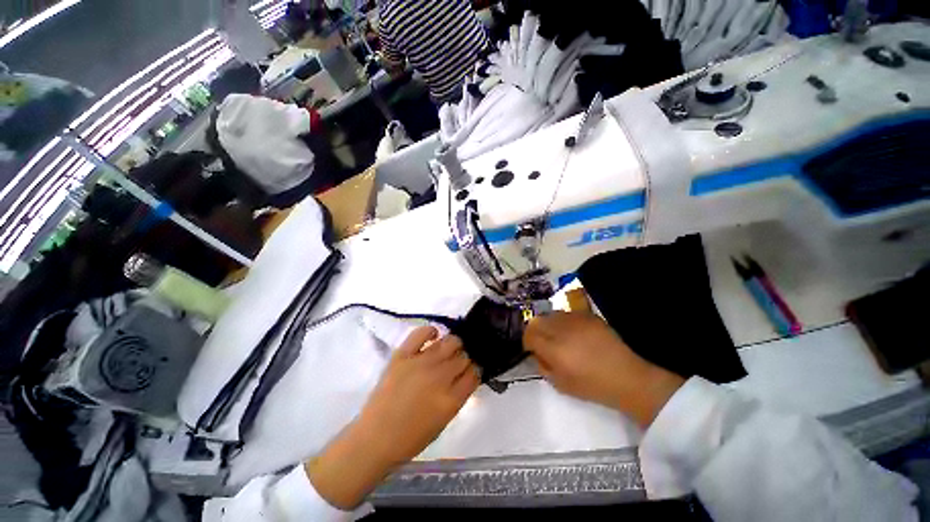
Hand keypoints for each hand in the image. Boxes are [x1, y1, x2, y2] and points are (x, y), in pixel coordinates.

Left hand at [306, 327, 479, 508]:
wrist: (374, 439)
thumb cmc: (411, 437)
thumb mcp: (444, 421)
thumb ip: (458, 395)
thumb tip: (466, 374)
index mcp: (451, 399)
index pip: (474, 372)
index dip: (476, 368)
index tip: (472, 368)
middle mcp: (439, 377)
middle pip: (464, 355)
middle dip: (466, 356)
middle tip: (459, 360)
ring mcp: (420, 363)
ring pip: (449, 341)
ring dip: (454, 344)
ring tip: (449, 349)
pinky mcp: (403, 355)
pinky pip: (421, 333)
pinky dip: (431, 331)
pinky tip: (433, 336)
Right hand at [524, 310, 684, 427]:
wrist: (626, 377)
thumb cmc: (592, 386)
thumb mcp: (560, 384)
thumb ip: (542, 366)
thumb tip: (536, 353)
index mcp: (554, 349)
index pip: (529, 334)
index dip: (527, 340)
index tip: (532, 348)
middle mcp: (562, 330)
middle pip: (537, 320)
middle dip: (536, 330)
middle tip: (544, 341)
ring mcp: (576, 320)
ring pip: (551, 314)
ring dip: (550, 324)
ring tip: (559, 336)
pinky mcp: (588, 316)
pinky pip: (567, 313)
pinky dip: (564, 321)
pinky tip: (574, 332)